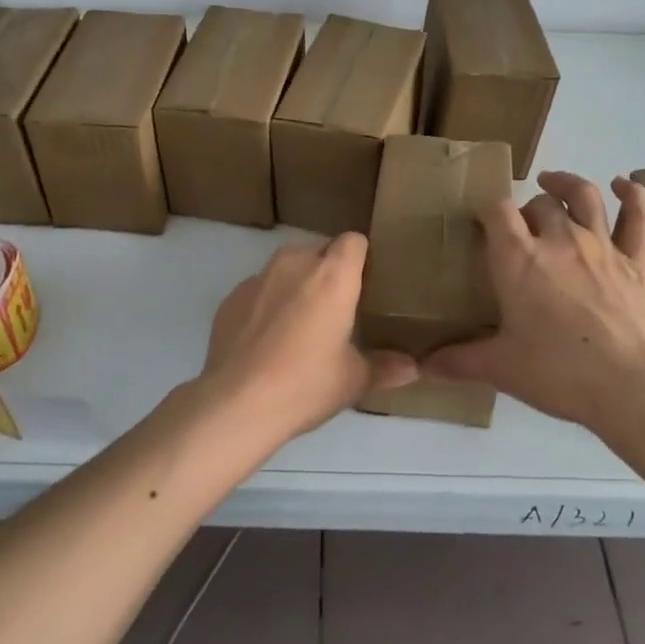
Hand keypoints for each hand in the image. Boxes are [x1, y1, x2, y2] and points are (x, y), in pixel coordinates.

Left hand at [198, 233, 416, 448]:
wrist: (236, 402)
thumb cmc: (306, 384)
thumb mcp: (353, 381)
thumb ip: (385, 367)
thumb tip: (413, 369)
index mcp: (332, 276)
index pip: (353, 241)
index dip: (361, 257)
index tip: (365, 283)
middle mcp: (295, 264)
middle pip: (319, 250)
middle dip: (329, 271)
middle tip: (337, 309)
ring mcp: (258, 278)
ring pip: (286, 267)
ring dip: (297, 284)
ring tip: (301, 323)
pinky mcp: (231, 297)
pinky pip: (259, 289)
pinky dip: (267, 303)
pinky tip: (267, 340)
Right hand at [425, 172, 644, 431]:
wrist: (631, 388)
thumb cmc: (558, 373)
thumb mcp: (500, 368)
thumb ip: (459, 361)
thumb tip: (423, 366)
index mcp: (519, 259)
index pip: (497, 211)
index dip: (488, 210)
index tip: (482, 222)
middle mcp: (559, 240)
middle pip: (540, 203)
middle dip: (527, 210)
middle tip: (522, 231)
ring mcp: (602, 246)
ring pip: (584, 196)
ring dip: (566, 184)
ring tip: (553, 183)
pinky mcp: (638, 261)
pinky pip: (638, 217)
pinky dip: (632, 195)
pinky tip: (624, 185)